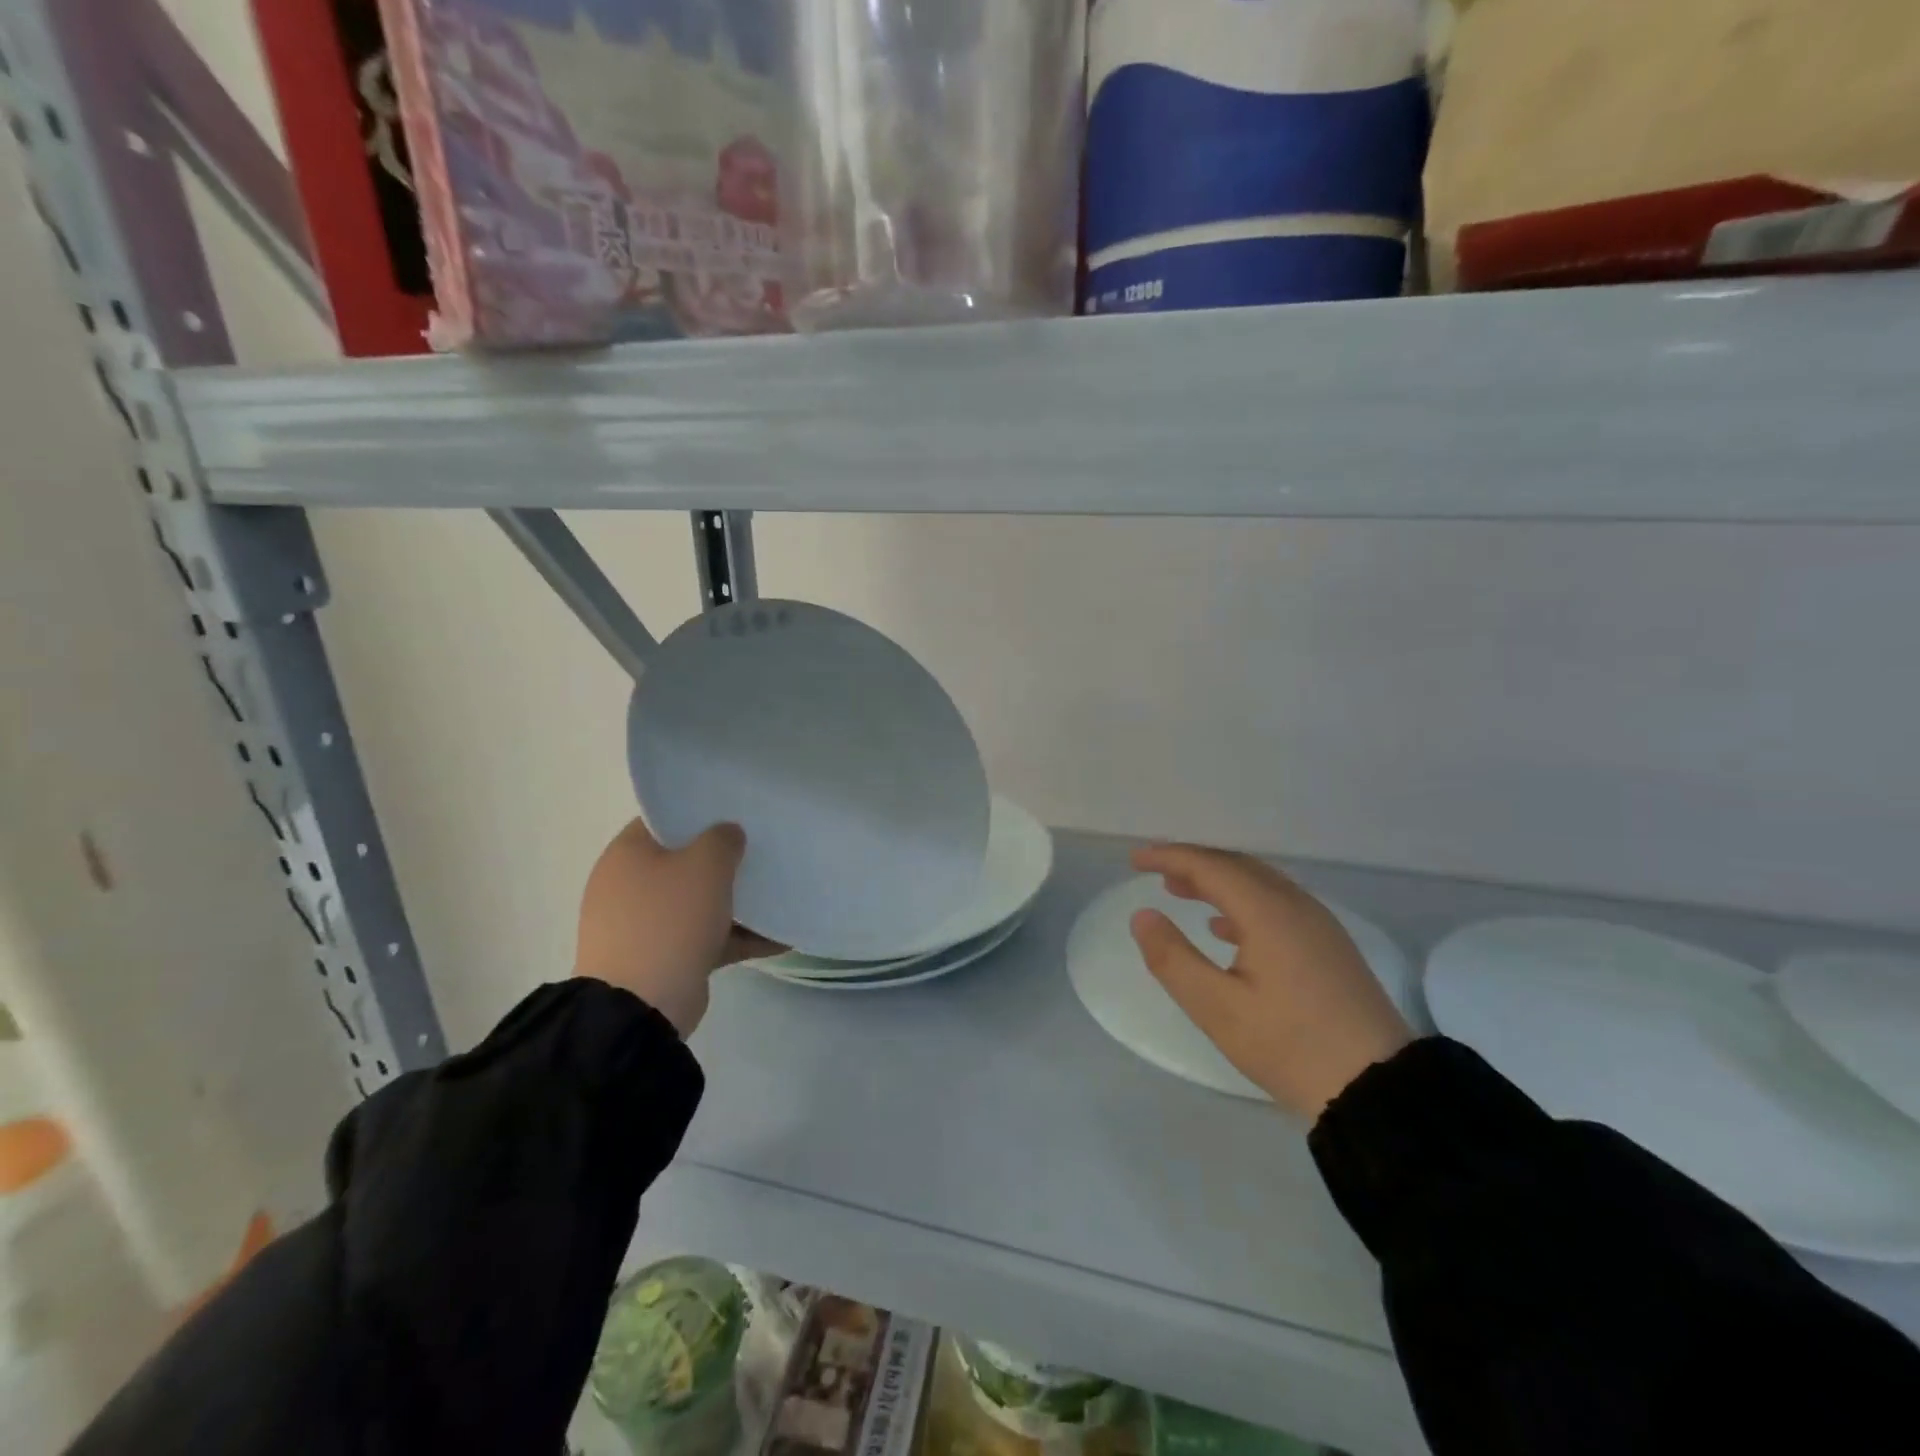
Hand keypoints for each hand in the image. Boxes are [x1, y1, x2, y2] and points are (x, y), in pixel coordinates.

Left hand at [574, 819, 777, 1036]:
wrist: (641, 1007)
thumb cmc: (669, 920)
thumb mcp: (705, 865)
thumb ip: (723, 839)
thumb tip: (728, 835)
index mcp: (627, 854)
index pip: (665, 819)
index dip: (701, 812)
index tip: (737, 812)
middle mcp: (628, 885)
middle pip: (684, 860)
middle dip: (724, 859)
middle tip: (762, 848)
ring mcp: (644, 925)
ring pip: (697, 902)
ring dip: (736, 901)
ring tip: (778, 893)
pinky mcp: (662, 959)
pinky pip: (706, 938)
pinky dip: (737, 937)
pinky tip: (779, 938)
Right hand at [1128, 843, 1414, 1121]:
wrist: (1380, 1089)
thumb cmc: (1290, 1046)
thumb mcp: (1217, 1008)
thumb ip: (1173, 958)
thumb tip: (1142, 916)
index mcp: (1268, 912)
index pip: (1210, 866)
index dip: (1169, 857)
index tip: (1135, 861)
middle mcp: (1296, 905)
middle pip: (1237, 866)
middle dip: (1193, 863)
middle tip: (1154, 872)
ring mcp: (1318, 925)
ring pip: (1259, 883)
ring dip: (1217, 881)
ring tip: (1181, 891)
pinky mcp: (1329, 946)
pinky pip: (1277, 904)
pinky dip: (1242, 902)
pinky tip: (1225, 929)